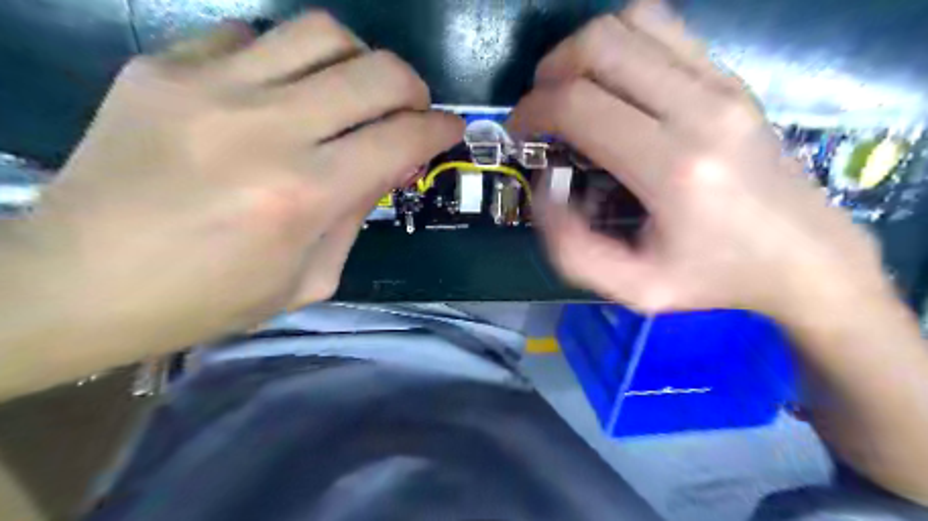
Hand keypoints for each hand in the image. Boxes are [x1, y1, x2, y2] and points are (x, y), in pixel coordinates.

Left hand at [1, 15, 459, 367]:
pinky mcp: (162, 66)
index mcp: (304, 194)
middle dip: (413, 87)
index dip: (441, 128)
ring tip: (352, 93)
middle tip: (411, 109)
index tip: (452, 128)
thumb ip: (358, 214)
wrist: (80, 281)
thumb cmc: (210, 297)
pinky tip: (280, 92)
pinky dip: (287, 61)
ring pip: (321, 33)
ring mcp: (208, 86)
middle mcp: (265, 128)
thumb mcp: (311, 277)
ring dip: (358, 61)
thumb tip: (392, 162)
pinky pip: (253, 36)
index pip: (401, 137)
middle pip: (376, 71)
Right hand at [512, 1, 885, 318]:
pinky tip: (614, 84)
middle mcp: (700, 109)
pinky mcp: (731, 77)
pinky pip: (664, 28)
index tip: (519, 133)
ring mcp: (722, 84)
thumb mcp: (633, 288)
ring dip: (584, 51)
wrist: (804, 257)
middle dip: (550, 72)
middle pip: (600, 46)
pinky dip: (622, 44)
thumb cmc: (713, 277)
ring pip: (632, 21)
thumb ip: (571, 248)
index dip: (531, 111)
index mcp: (674, 167)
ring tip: (572, 91)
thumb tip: (544, 188)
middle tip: (540, 110)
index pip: (579, 105)